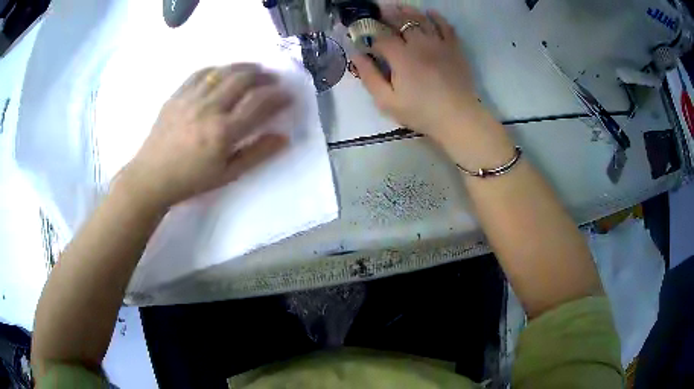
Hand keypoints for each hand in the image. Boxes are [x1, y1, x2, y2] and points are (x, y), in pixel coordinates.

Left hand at [120, 63, 291, 208]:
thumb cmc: (191, 180)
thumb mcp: (228, 174)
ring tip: (254, 69)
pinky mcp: (177, 95)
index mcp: (223, 132)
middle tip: (273, 79)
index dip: (278, 96)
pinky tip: (223, 71)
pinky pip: (200, 73)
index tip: (287, 95)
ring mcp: (190, 99)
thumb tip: (284, 137)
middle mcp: (208, 109)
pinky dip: (217, 68)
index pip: (259, 103)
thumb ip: (257, 154)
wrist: (152, 177)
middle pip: (243, 80)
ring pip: (223, 71)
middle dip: (264, 76)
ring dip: (243, 67)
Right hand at [352, 5, 479, 139]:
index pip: (381, 37)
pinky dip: (437, 18)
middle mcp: (420, 44)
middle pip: (401, 21)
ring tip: (399, 6)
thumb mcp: (387, 101)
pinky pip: (446, 26)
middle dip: (387, 14)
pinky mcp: (454, 49)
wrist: (458, 118)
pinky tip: (430, 13)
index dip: (370, 34)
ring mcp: (439, 44)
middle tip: (379, 10)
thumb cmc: (421, 112)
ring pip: (422, 19)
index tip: (364, 34)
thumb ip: (370, 77)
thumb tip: (356, 56)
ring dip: (408, 11)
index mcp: (401, 56)